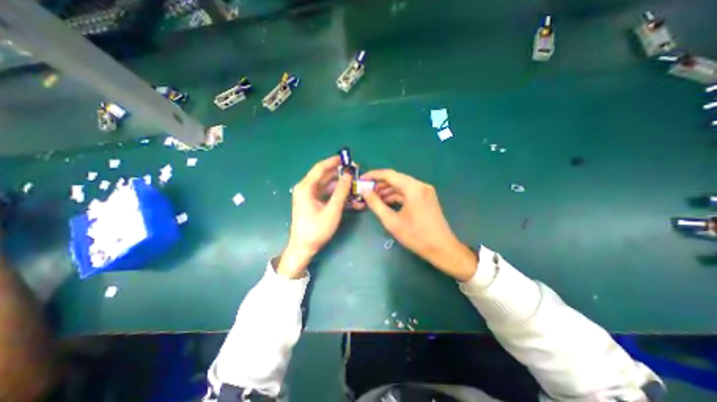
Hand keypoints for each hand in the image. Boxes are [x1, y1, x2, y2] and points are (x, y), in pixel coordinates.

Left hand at [276, 156, 351, 277]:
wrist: (304, 247)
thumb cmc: (317, 229)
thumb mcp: (332, 209)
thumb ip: (341, 191)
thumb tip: (348, 174)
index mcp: (306, 187)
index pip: (320, 168)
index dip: (333, 161)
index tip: (347, 158)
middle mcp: (306, 188)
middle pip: (324, 176)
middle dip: (340, 173)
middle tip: (355, 172)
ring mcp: (309, 195)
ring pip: (327, 185)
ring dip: (341, 185)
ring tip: (355, 185)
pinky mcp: (313, 202)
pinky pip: (326, 194)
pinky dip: (337, 194)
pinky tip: (349, 196)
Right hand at [365, 168, 474, 279]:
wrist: (442, 249)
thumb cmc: (416, 236)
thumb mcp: (391, 221)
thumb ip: (376, 204)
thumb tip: (365, 191)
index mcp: (413, 188)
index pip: (389, 174)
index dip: (373, 175)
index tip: (361, 179)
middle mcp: (420, 185)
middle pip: (396, 179)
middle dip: (380, 184)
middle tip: (366, 191)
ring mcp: (425, 191)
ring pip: (402, 186)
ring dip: (388, 191)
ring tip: (374, 198)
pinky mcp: (426, 198)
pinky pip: (408, 193)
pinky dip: (396, 196)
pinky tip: (386, 203)